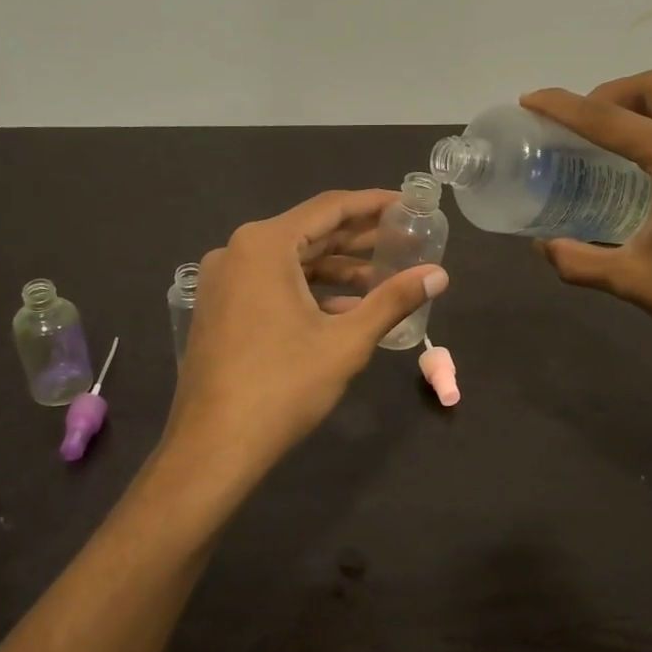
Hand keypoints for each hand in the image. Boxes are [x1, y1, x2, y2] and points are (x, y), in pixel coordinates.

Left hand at [164, 190, 448, 488]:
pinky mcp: (221, 308)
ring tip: (383, 279)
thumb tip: (439, 274)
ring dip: (336, 270)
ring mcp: (224, 281)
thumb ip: (393, 300)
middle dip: (358, 239)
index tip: (408, 204)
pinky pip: (272, 284)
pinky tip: (345, 310)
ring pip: (291, 261)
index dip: (373, 204)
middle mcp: (237, 251)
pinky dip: (309, 291)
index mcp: (264, 245)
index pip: (329, 209)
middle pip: (309, 233)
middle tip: (405, 239)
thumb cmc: (282, 387)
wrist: (212, 447)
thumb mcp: (346, 341)